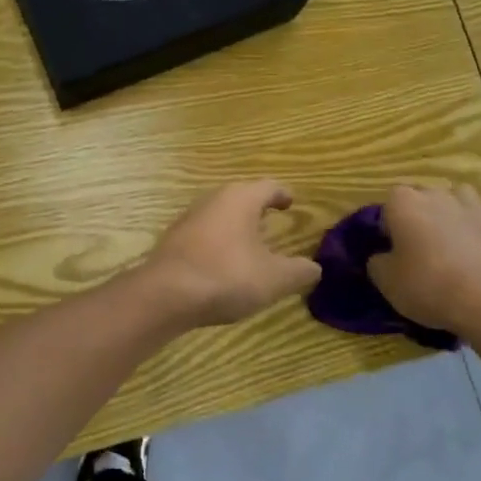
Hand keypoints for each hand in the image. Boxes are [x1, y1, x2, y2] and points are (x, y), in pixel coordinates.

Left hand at [145, 181, 322, 327]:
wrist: (165, 294)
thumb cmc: (226, 276)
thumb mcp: (274, 278)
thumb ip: (299, 271)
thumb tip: (314, 267)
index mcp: (241, 199)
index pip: (269, 186)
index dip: (283, 194)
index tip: (291, 202)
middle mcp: (213, 199)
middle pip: (241, 196)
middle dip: (258, 208)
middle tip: (273, 220)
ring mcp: (189, 217)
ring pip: (220, 214)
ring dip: (236, 225)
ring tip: (251, 243)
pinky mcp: (174, 238)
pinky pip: (204, 232)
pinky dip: (218, 241)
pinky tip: (223, 261)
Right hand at [367, 184, 480, 336]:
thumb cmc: (427, 286)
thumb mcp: (385, 281)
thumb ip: (377, 262)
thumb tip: (381, 257)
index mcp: (404, 203)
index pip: (388, 203)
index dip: (388, 225)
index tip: (391, 247)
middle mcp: (437, 195)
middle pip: (422, 196)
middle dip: (418, 214)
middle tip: (417, 245)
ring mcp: (472, 207)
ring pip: (457, 196)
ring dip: (451, 209)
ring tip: (449, 235)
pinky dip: (480, 224)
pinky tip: (478, 242)